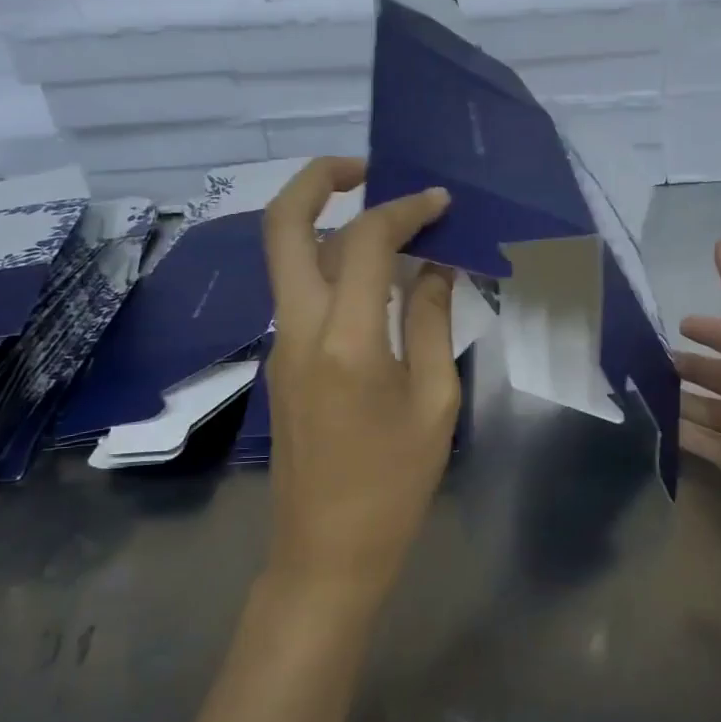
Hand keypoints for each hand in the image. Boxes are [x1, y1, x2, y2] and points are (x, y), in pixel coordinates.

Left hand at [261, 157, 461, 604]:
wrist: (326, 553)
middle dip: (319, 179)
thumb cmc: (394, 486)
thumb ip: (429, 322)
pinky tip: (377, 276)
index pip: (365, 241)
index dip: (405, 209)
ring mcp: (280, 345)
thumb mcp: (434, 403)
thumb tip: (435, 266)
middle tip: (368, 167)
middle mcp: (297, 329)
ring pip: (288, 257)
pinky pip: (301, 292)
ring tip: (386, 219)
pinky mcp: (281, 363)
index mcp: (344, 340)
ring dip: (327, 221)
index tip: (441, 201)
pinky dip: (332, 264)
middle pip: (282, 226)